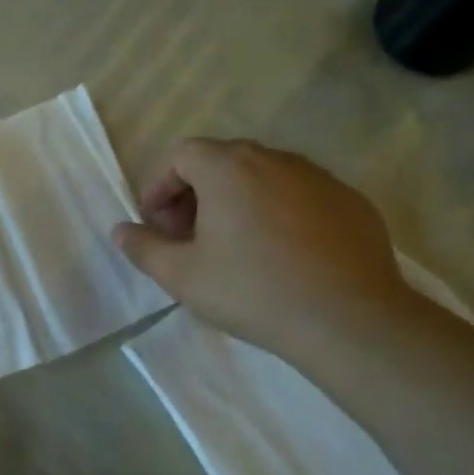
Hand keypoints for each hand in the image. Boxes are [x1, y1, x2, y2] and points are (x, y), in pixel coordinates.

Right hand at [112, 139, 415, 358]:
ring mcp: (320, 178)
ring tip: (233, 246)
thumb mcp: (181, 275)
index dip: (160, 186)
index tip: (156, 225)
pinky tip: (281, 255)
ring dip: (237, 201)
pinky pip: (300, 196)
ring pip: (264, 177)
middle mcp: (276, 159)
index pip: (182, 155)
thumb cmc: (251, 290)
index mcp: (229, 167)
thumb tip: (121, 230)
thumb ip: (143, 247)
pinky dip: (278, 212)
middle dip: (195, 193)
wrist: (348, 319)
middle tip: (188, 236)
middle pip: (222, 161)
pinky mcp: (352, 202)